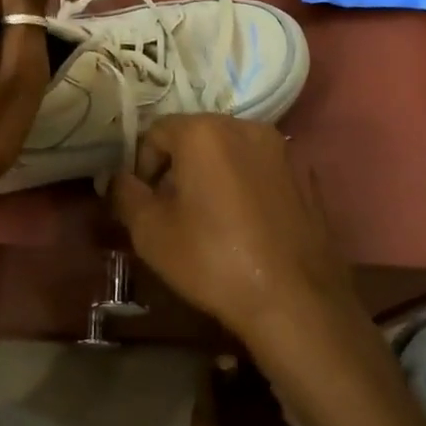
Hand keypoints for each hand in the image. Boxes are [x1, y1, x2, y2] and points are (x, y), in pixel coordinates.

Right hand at [109, 116, 360, 346]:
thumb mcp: (151, 232)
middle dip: (179, 166)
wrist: (295, 299)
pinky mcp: (306, 174)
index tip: (145, 202)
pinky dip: (247, 185)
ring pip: (232, 151)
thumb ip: (126, 194)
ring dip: (214, 173)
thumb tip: (118, 178)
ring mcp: (282, 149)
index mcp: (204, 131)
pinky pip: (262, 169)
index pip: (157, 131)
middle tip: (173, 211)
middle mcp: (245, 126)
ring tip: (212, 219)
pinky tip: (247, 225)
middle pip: (197, 136)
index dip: (143, 165)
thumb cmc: (213, 260)